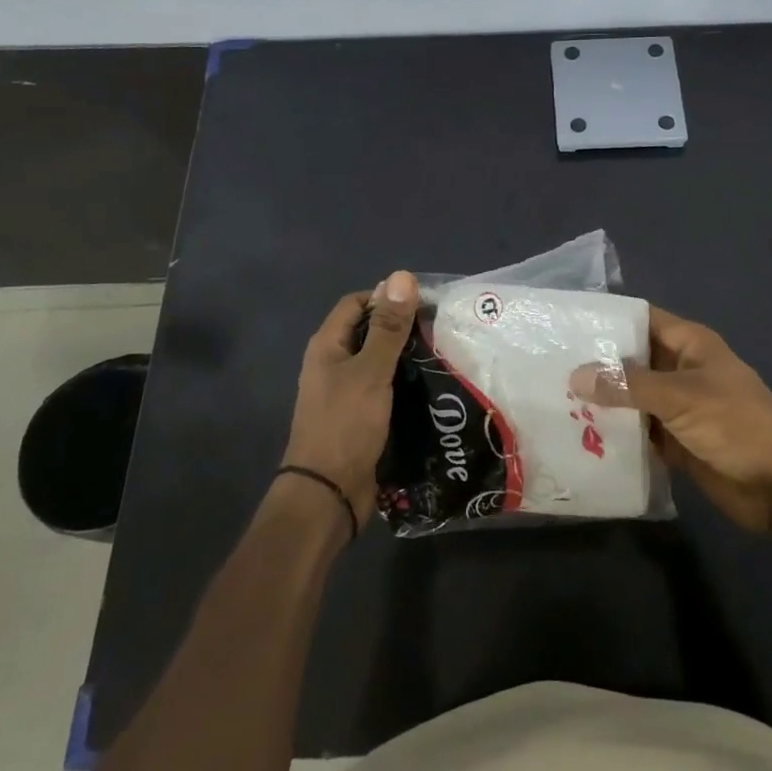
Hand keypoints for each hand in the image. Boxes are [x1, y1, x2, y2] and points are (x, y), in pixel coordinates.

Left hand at [282, 271, 418, 528]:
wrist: (327, 494)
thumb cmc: (345, 425)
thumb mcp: (371, 371)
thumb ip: (388, 327)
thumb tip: (402, 276)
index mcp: (328, 345)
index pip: (357, 303)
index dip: (387, 298)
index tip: (424, 304)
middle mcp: (333, 363)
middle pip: (369, 331)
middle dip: (402, 327)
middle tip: (441, 329)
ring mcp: (345, 392)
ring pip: (380, 361)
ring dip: (407, 357)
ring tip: (444, 354)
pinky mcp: (360, 416)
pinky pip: (384, 388)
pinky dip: (404, 382)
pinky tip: (431, 386)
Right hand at [570, 306, 771, 534]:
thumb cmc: (738, 425)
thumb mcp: (682, 397)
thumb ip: (628, 386)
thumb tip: (575, 376)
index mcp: (690, 345)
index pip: (641, 320)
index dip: (608, 320)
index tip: (565, 325)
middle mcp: (681, 370)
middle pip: (632, 360)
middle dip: (596, 365)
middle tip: (547, 367)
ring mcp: (678, 408)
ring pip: (632, 398)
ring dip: (603, 403)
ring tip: (552, 401)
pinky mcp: (676, 442)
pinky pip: (639, 432)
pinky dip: (616, 434)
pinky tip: (579, 437)